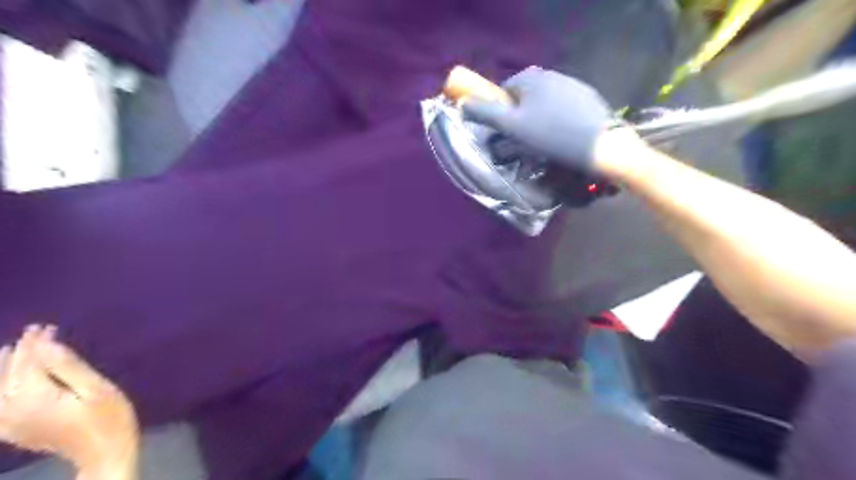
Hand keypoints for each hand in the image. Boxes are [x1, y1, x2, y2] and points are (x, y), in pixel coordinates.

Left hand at [0, 324, 138, 477]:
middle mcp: (15, 410)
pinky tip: (1, 390)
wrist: (104, 453)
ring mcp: (12, 424)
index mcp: (36, 397)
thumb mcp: (97, 389)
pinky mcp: (17, 431)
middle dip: (21, 353)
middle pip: (10, 376)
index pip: (30, 364)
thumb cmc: (109, 417)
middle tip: (33, 332)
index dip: (36, 344)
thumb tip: (47, 344)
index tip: (45, 326)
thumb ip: (68, 367)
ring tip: (9, 352)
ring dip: (3, 370)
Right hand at [465, 66, 611, 171]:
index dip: (501, 113)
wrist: (600, 146)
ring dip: (538, 120)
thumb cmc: (550, 136)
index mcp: (530, 78)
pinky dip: (557, 121)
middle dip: (520, 117)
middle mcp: (551, 74)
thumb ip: (485, 113)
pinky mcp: (588, 98)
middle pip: (524, 97)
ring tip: (544, 144)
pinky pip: (562, 108)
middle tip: (523, 142)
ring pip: (543, 103)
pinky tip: (563, 138)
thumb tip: (462, 104)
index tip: (506, 134)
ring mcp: (572, 85)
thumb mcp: (511, 126)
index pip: (504, 91)